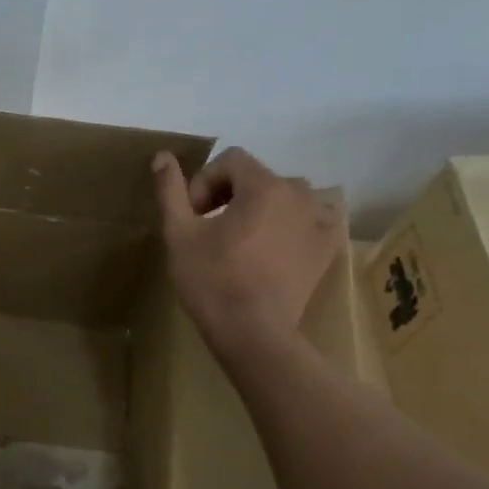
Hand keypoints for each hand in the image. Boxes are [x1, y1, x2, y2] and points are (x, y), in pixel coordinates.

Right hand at [152, 147, 341, 357]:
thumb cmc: (212, 281)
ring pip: (284, 198)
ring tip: (241, 241)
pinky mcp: (326, 249)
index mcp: (264, 186)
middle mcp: (299, 194)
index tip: (193, 215)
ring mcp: (319, 222)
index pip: (231, 160)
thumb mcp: (179, 234)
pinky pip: (309, 221)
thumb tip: (162, 155)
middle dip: (230, 195)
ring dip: (260, 209)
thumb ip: (171, 191)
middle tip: (210, 229)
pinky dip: (290, 226)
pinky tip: (272, 248)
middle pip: (258, 178)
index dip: (205, 181)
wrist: (254, 333)